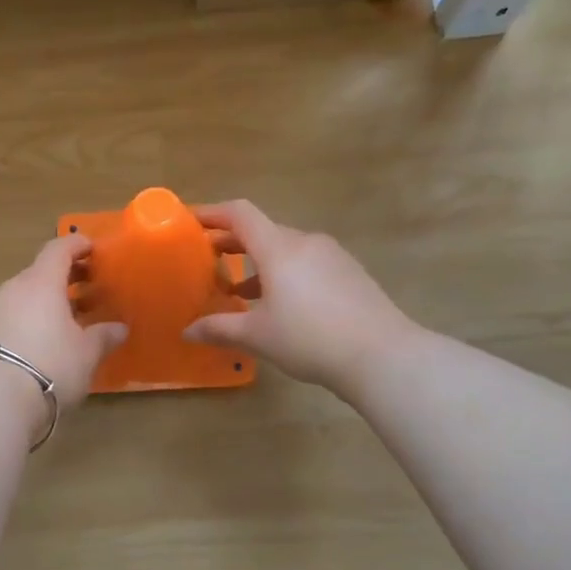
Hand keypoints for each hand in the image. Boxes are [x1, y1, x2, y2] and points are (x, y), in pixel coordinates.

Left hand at [0, 234, 127, 410]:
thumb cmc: (50, 365)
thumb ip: (103, 336)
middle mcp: (14, 288)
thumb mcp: (86, 353)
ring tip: (65, 321)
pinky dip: (27, 319)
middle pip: (40, 272)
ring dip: (45, 301)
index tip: (93, 249)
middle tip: (88, 290)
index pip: (59, 249)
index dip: (77, 245)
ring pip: (23, 295)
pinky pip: (10, 315)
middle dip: (65, 278)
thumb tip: (119, 328)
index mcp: (42, 282)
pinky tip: (40, 340)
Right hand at [183, 200, 415, 394]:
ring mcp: (332, 256)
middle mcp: (306, 242)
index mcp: (279, 248)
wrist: (383, 355)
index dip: (212, 213)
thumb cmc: (310, 339)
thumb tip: (187, 331)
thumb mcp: (258, 336)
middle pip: (262, 231)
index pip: (240, 214)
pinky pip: (306, 263)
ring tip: (238, 290)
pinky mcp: (349, 273)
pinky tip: (279, 304)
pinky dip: (283, 273)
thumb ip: (219, 329)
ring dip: (258, 262)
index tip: (190, 221)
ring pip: (285, 249)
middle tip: (207, 260)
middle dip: (231, 242)